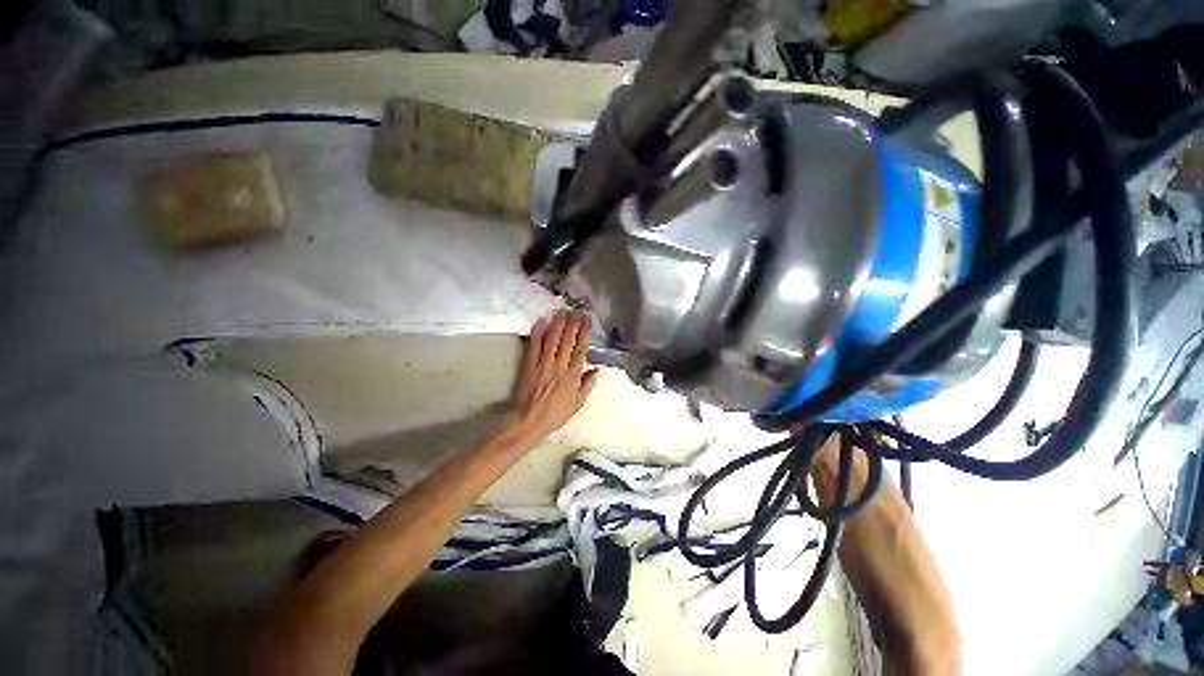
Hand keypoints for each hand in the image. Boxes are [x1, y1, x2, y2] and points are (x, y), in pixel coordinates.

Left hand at [509, 310, 599, 444]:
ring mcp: (543, 364)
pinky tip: (541, 322)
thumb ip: (587, 386)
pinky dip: (537, 333)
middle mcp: (559, 366)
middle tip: (576, 311)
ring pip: (552, 340)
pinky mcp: (529, 365)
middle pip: (567, 341)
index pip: (581, 349)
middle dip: (573, 324)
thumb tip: (597, 370)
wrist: (530, 420)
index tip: (587, 320)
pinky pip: (534, 346)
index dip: (584, 333)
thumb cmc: (556, 414)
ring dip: (558, 324)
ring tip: (562, 311)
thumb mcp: (577, 404)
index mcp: (572, 376)